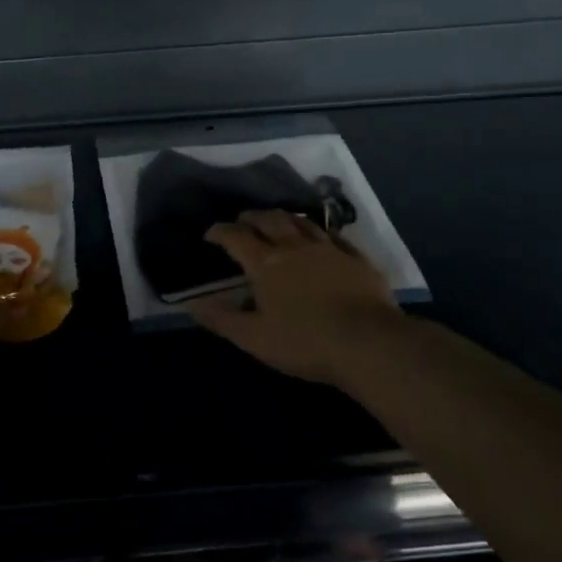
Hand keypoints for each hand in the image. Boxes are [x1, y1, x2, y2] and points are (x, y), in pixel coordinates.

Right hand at [189, 209, 404, 388]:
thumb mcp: (253, 338)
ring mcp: (330, 250)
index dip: (220, 232)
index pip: (236, 237)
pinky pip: (336, 237)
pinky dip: (321, 233)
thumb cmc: (304, 342)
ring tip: (277, 221)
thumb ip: (221, 319)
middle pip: (270, 220)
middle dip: (252, 217)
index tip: (210, 234)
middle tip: (242, 221)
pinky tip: (321, 237)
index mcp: (266, 263)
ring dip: (285, 218)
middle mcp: (295, 247)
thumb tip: (192, 305)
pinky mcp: (358, 260)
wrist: (369, 344)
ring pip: (302, 222)